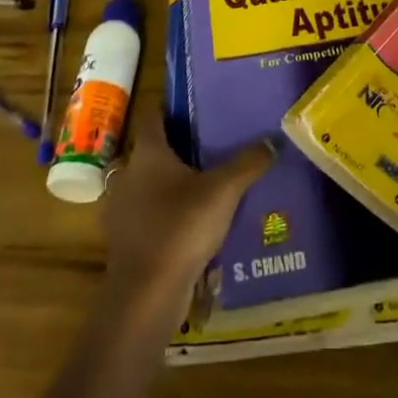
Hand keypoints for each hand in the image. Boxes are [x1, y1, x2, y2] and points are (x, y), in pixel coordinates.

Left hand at [101, 99, 275, 326]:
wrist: (146, 294)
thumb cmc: (181, 226)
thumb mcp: (224, 190)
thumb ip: (249, 163)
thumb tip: (273, 139)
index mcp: (147, 153)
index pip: (153, 116)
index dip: (170, 107)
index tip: (194, 104)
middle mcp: (128, 175)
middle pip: (150, 150)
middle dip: (175, 147)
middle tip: (208, 144)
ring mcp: (123, 209)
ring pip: (147, 184)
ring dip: (169, 183)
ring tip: (203, 183)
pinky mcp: (126, 240)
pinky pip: (148, 215)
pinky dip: (165, 213)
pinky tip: (191, 222)